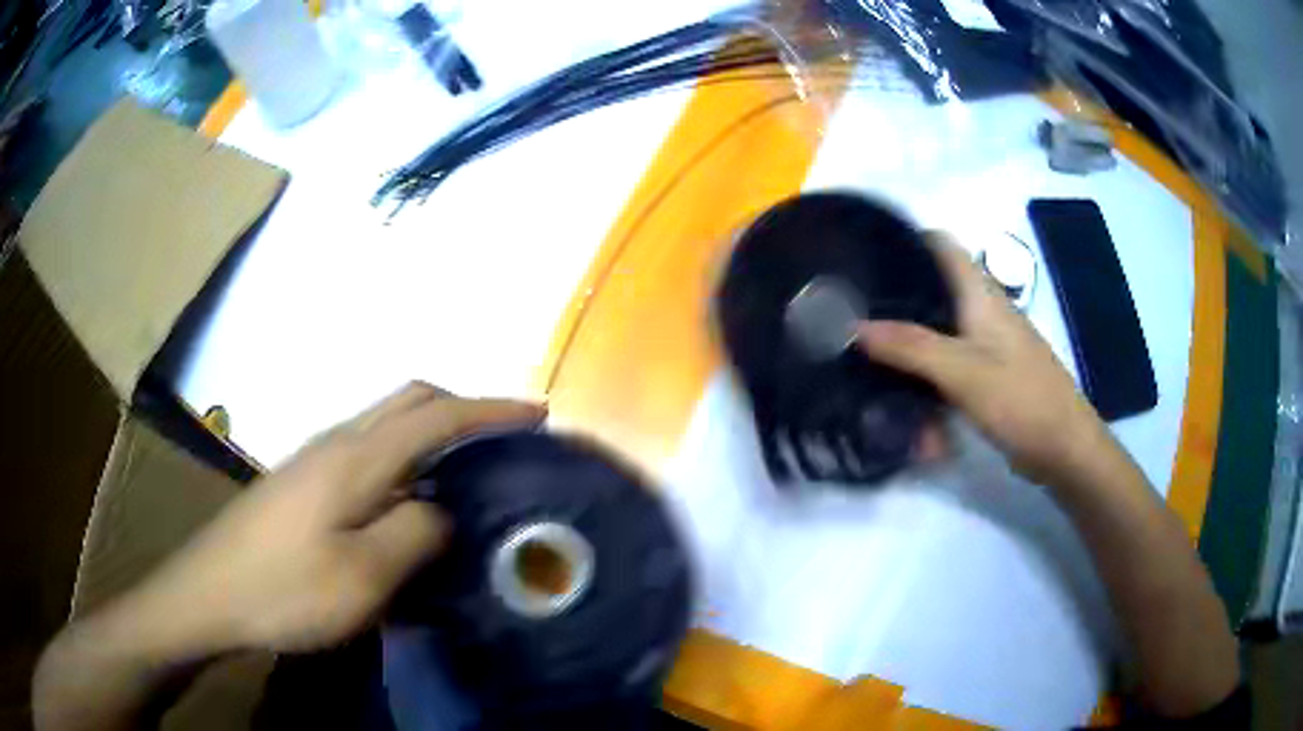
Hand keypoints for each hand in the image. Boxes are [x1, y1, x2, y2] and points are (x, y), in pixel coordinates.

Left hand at [122, 383, 543, 653]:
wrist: (210, 594)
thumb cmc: (284, 589)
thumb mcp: (362, 578)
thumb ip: (413, 534)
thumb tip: (442, 510)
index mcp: (355, 459)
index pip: (435, 415)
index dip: (489, 409)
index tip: (536, 413)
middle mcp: (337, 444)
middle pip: (408, 402)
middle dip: (460, 408)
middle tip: (501, 440)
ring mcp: (315, 461)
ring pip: (385, 427)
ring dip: (430, 435)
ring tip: (463, 475)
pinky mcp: (303, 484)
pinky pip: (367, 456)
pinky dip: (402, 463)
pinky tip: (405, 506)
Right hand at [857, 233, 1107, 482]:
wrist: (1064, 450)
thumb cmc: (1020, 400)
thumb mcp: (962, 372)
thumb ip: (910, 346)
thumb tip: (853, 325)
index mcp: (980, 294)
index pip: (941, 245)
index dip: (905, 239)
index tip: (862, 253)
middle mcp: (982, 312)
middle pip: (932, 291)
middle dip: (895, 302)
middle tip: (851, 313)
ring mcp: (986, 346)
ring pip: (937, 336)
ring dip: (908, 354)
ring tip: (866, 364)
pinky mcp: (988, 377)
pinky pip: (948, 372)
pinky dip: (927, 387)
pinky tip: (907, 412)